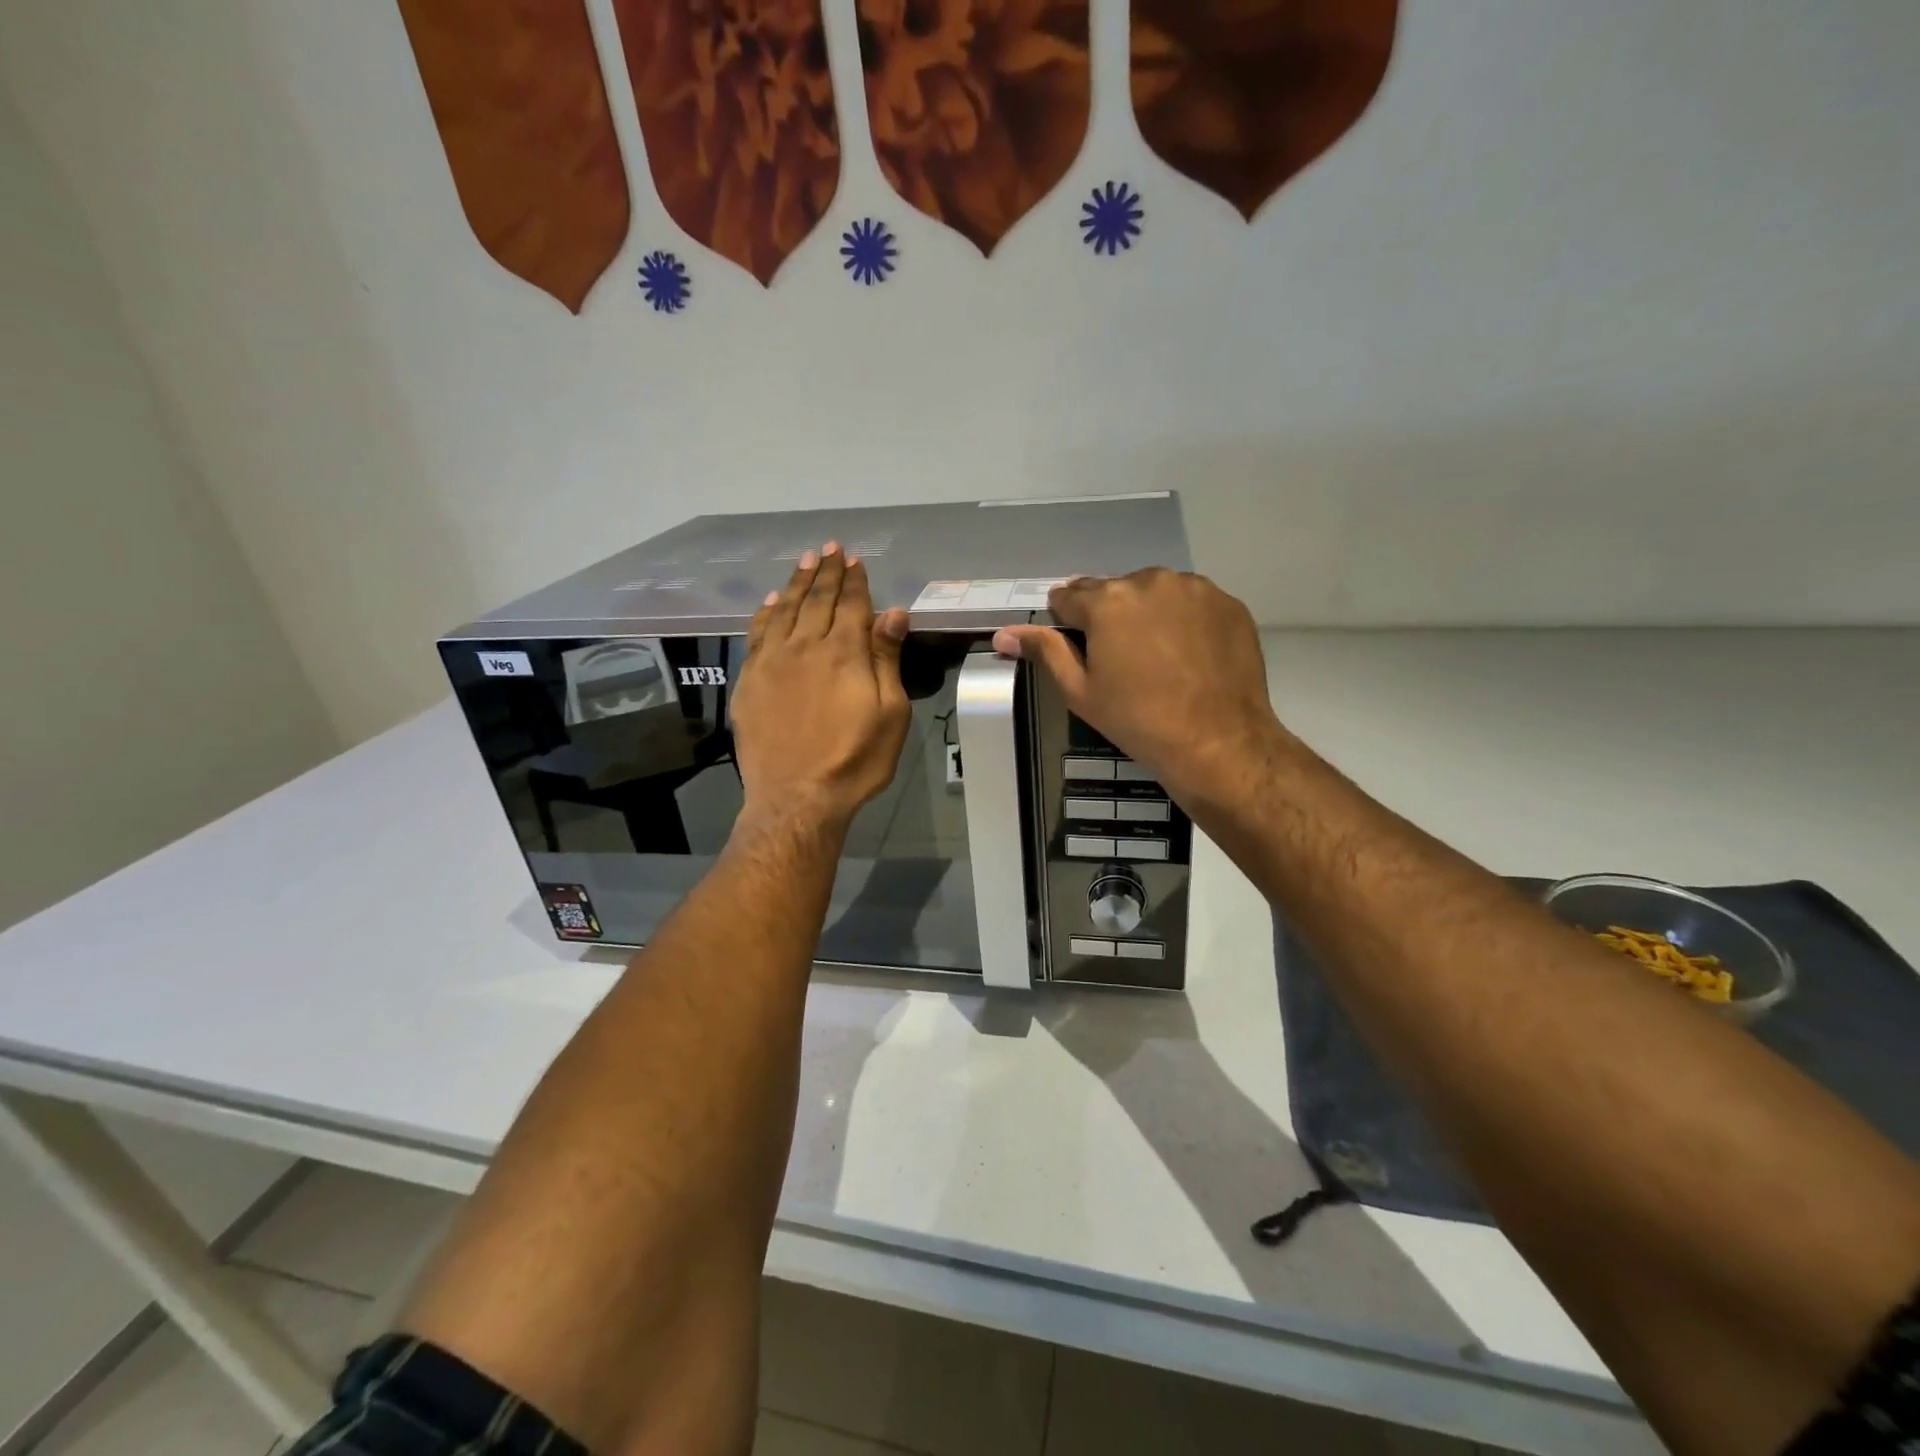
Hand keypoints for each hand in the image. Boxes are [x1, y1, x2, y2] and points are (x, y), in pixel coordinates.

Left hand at [731, 544, 910, 830]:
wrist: (796, 797)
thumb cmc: (855, 760)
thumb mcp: (890, 714)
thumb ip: (887, 660)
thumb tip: (893, 613)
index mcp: (844, 653)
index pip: (851, 605)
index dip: (854, 581)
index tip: (854, 560)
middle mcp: (805, 646)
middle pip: (817, 599)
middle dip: (826, 572)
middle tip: (830, 548)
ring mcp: (772, 662)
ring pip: (784, 609)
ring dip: (796, 583)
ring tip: (805, 561)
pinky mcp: (750, 680)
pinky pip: (757, 634)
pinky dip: (765, 612)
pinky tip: (770, 601)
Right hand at [993, 570, 1284, 803]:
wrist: (1218, 742)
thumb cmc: (1138, 720)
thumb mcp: (1080, 691)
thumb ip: (1044, 652)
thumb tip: (1003, 634)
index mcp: (1107, 601)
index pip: (1069, 596)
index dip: (1067, 622)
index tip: (1079, 648)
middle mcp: (1150, 581)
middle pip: (1114, 591)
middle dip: (1110, 617)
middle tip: (1121, 660)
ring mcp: (1195, 588)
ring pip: (1155, 593)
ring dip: (1148, 614)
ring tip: (1158, 657)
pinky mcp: (1228, 603)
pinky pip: (1193, 602)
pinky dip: (1185, 620)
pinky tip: (1189, 655)